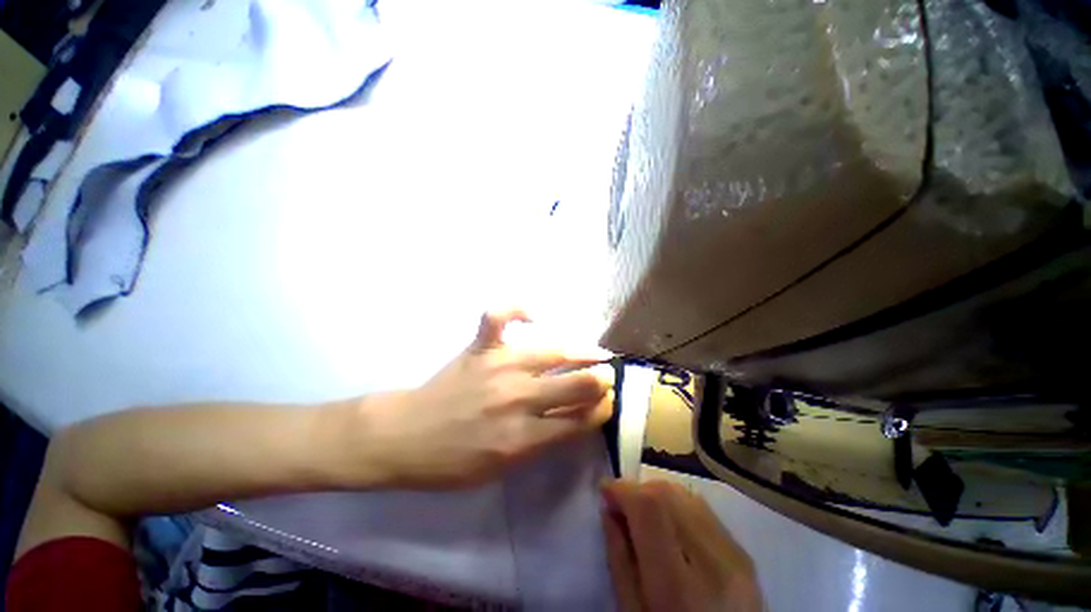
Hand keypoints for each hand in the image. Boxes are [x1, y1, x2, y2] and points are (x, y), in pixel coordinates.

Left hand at [355, 309, 614, 487]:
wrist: (405, 437)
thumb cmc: (453, 462)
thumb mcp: (503, 469)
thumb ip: (542, 443)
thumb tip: (575, 419)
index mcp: (522, 438)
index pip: (579, 419)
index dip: (601, 409)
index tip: (608, 402)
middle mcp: (517, 398)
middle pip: (576, 383)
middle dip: (600, 380)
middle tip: (607, 377)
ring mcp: (498, 366)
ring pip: (553, 351)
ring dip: (582, 351)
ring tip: (596, 352)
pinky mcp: (479, 348)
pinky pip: (499, 316)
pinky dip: (517, 309)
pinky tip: (533, 316)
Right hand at [602, 480, 763, 611]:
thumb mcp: (631, 611)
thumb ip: (618, 558)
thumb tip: (609, 507)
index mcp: (679, 586)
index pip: (650, 507)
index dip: (622, 489)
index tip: (605, 491)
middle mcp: (714, 562)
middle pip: (668, 493)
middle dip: (637, 490)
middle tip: (623, 507)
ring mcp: (735, 556)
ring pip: (685, 494)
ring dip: (657, 495)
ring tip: (645, 517)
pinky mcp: (744, 554)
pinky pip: (703, 509)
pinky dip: (678, 506)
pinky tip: (670, 526)